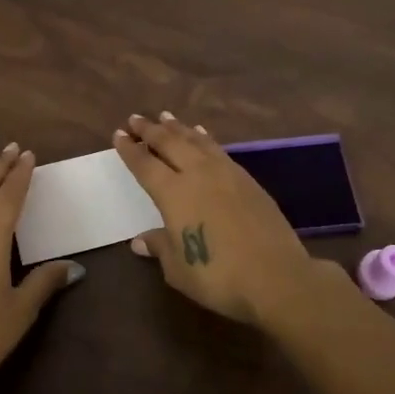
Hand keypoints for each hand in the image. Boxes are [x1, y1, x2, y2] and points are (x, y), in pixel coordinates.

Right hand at [113, 112, 321, 326]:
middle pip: (169, 143)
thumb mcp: (178, 269)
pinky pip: (218, 149)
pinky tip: (202, 135)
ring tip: (166, 117)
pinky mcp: (247, 180)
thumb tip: (139, 240)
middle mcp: (197, 174)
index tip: (118, 134)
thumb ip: (160, 247)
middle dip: (150, 130)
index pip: (145, 164)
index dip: (130, 149)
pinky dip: (204, 138)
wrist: (276, 276)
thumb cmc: (218, 276)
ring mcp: (225, 173)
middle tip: (135, 118)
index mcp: (173, 193)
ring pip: (196, 141)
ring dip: (178, 128)